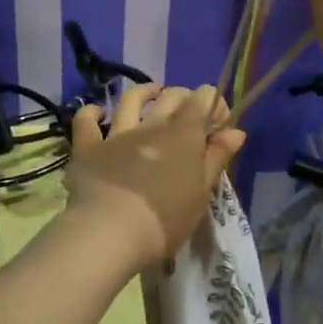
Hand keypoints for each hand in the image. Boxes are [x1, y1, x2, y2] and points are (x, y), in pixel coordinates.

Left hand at [62, 84, 245, 271]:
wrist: (110, 232)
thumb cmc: (165, 219)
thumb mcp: (201, 192)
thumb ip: (216, 158)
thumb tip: (236, 131)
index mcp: (183, 135)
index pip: (203, 101)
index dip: (213, 104)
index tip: (220, 120)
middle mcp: (151, 125)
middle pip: (171, 98)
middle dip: (184, 97)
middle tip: (189, 109)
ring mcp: (117, 134)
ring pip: (131, 101)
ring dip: (144, 92)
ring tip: (152, 92)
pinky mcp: (88, 147)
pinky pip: (86, 121)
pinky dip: (92, 112)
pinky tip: (97, 113)